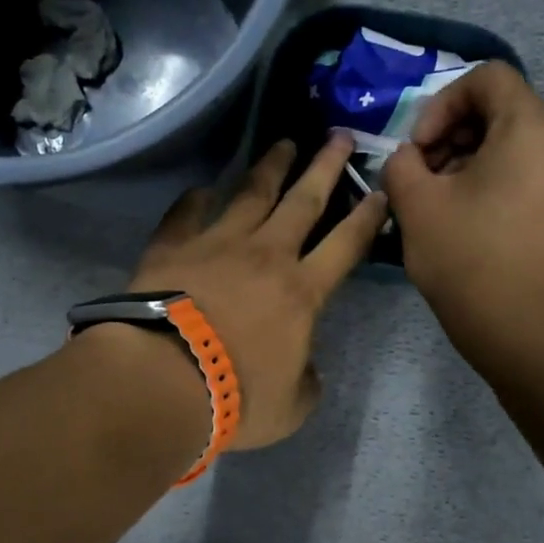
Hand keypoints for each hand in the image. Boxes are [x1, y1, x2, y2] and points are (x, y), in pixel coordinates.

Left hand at [126, 134, 387, 449]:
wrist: (163, 379)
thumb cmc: (235, 397)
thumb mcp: (290, 407)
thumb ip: (306, 382)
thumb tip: (306, 368)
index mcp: (302, 292)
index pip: (346, 244)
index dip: (367, 216)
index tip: (380, 190)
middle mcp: (266, 255)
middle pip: (304, 201)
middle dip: (326, 167)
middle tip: (340, 135)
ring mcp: (217, 244)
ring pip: (251, 193)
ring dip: (271, 166)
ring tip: (283, 143)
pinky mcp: (172, 246)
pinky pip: (187, 212)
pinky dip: (197, 198)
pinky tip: (202, 188)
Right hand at [381, 63, 543, 368]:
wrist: (529, 331)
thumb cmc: (469, 261)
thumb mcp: (416, 206)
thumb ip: (402, 163)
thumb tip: (410, 157)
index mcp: (533, 124)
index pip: (486, 78)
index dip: (441, 104)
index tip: (419, 150)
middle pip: (505, 109)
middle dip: (456, 135)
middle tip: (427, 178)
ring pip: (521, 141)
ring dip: (477, 158)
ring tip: (449, 202)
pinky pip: (539, 169)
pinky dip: (505, 178)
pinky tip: (480, 218)